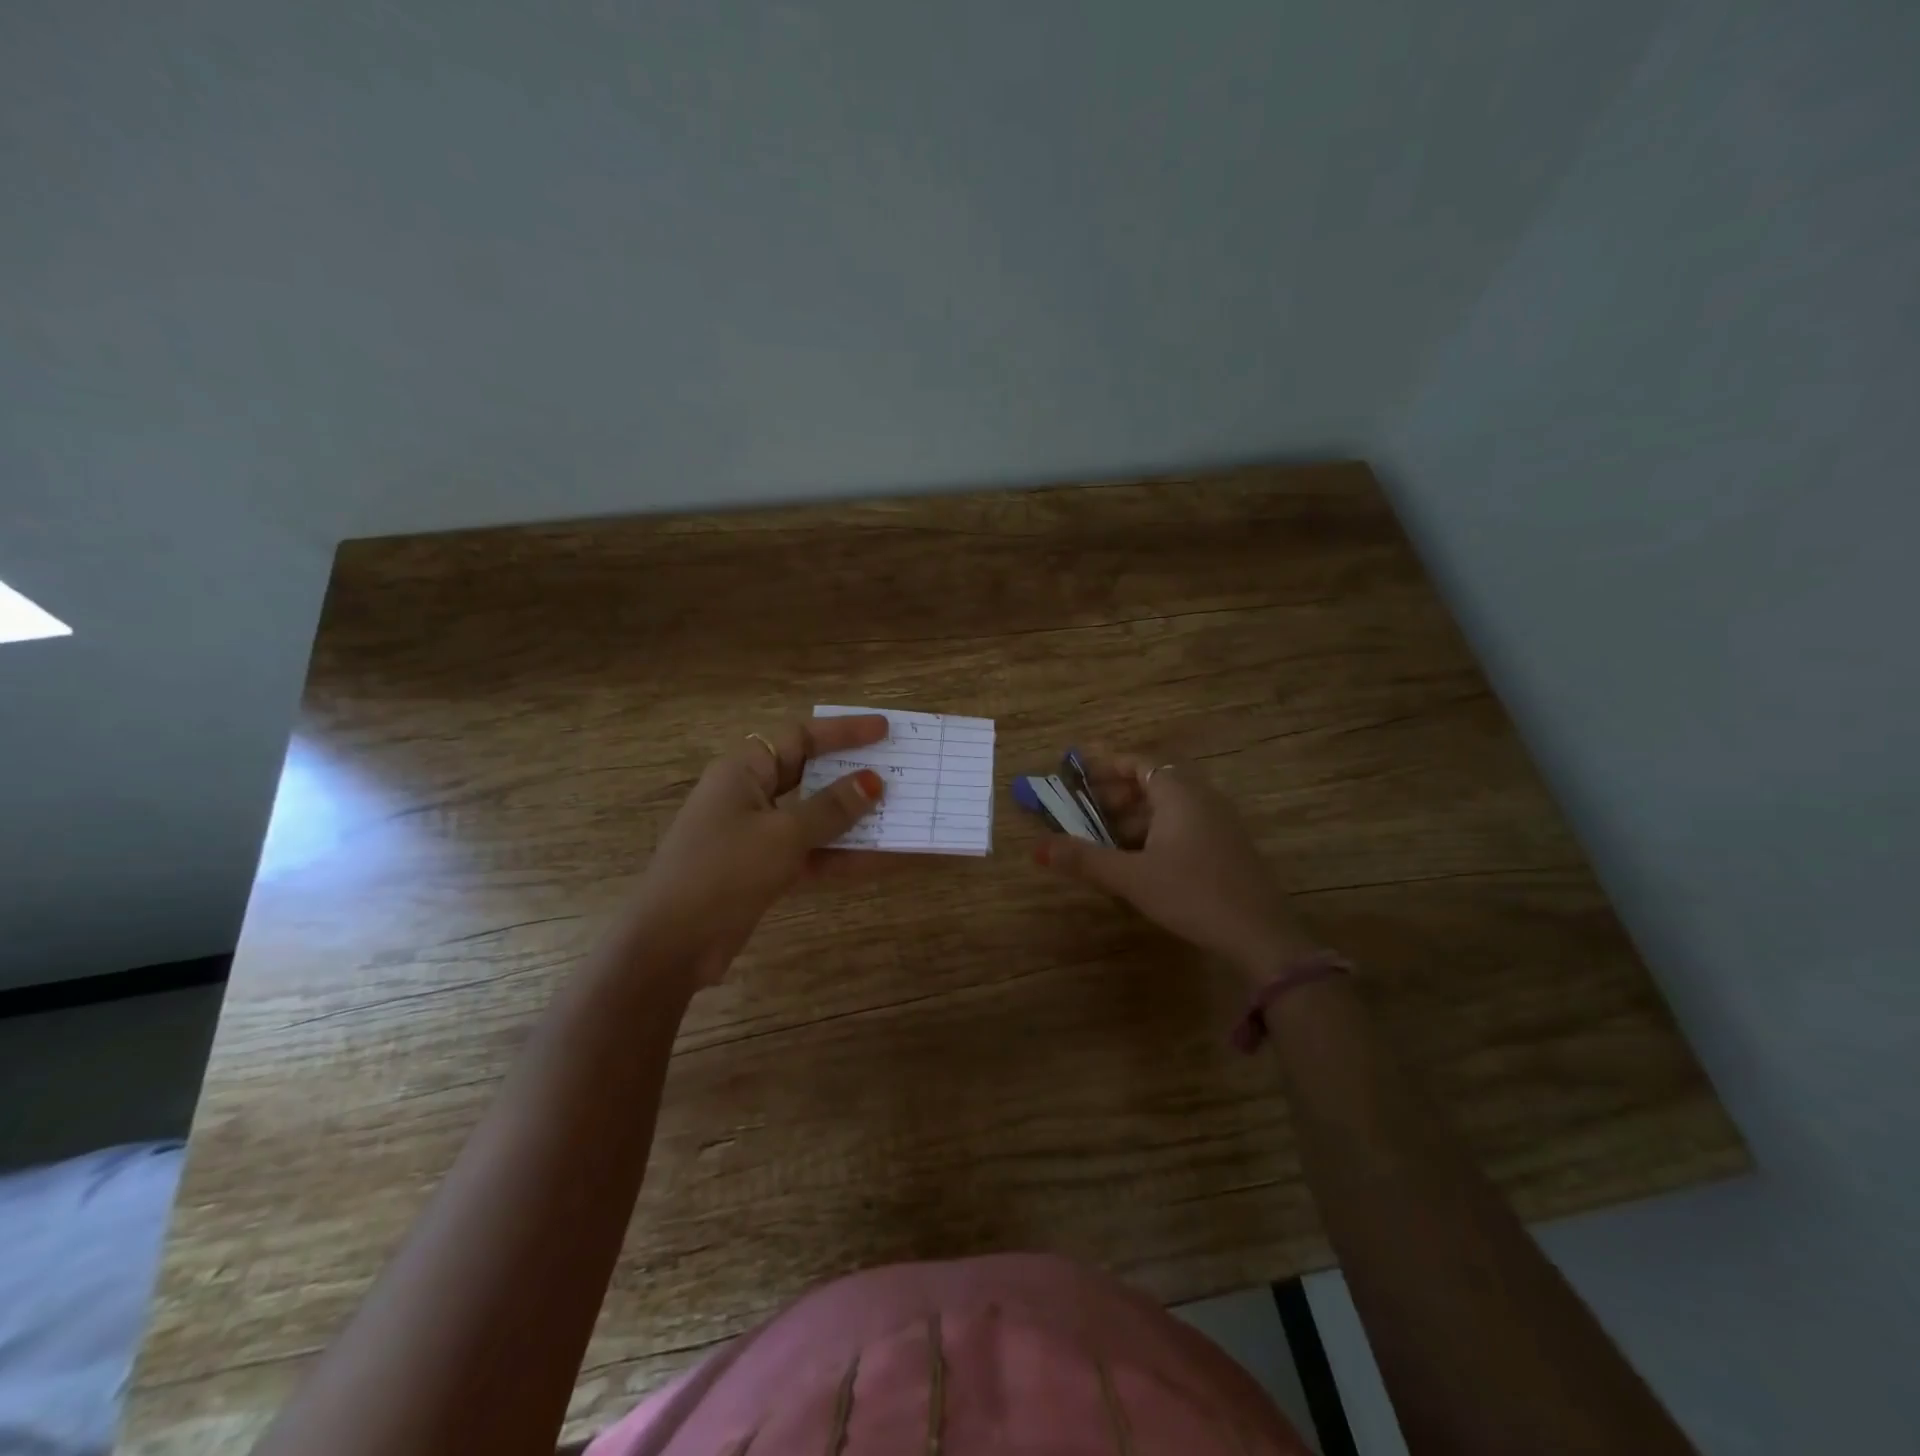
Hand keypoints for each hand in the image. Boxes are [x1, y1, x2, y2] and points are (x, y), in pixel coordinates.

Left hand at [628, 714, 888, 985]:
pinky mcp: (764, 871)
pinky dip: (843, 856)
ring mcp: (757, 836)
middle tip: (896, 770)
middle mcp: (750, 796)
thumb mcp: (784, 834)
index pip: (800, 736)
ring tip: (901, 814)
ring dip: (855, 820)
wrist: (672, 944)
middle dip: (853, 775)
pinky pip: (812, 854)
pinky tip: (886, 859)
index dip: (843, 731)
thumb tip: (873, 782)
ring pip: (815, 818)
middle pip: (810, 775)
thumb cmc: (724, 870)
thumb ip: (832, 808)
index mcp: (744, 771)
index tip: (884, 731)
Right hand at [1034, 749, 1319, 978]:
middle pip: (1153, 782)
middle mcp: (1202, 798)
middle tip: (1085, 810)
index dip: (1105, 765)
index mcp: (1179, 793)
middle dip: (1116, 793)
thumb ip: (1084, 859)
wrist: (1260, 934)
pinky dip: (1156, 831)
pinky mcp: (1227, 846)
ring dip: (1135, 816)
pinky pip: (1184, 824)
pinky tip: (1141, 859)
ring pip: (1169, 806)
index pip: (1137, 762)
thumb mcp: (1131, 877)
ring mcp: (1219, 822)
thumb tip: (1036, 848)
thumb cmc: (1192, 894)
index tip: (1077, 772)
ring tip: (1106, 838)